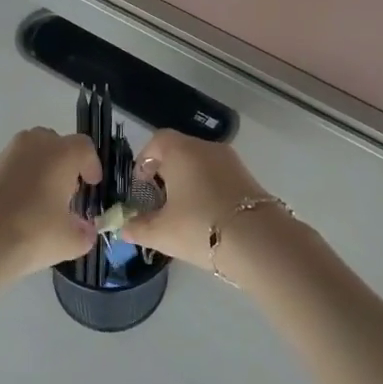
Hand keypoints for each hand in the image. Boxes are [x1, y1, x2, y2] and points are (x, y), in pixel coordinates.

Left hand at [0, 128, 101, 282]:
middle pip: (55, 144)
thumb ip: (84, 233)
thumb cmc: (32, 232)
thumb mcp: (70, 241)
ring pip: (31, 154)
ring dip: (40, 171)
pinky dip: (19, 181)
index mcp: (61, 153)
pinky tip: (19, 209)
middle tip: (67, 191)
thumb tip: (85, 230)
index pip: (84, 148)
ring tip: (43, 202)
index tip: (92, 185)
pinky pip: (12, 168)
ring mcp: (6, 154)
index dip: (92, 165)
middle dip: (64, 163)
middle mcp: (34, 144)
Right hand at [120, 130, 276, 273]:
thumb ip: (137, 227)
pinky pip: (219, 176)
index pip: (156, 141)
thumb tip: (123, 227)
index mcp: (181, 151)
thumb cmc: (200, 227)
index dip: (144, 162)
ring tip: (182, 214)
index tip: (141, 188)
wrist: (259, 242)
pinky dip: (208, 190)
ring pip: (201, 164)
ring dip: (188, 183)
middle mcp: (206, 148)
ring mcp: (231, 161)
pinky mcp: (249, 177)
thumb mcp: (161, 232)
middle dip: (165, 174)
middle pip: (179, 151)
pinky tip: (206, 218)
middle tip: (158, 204)